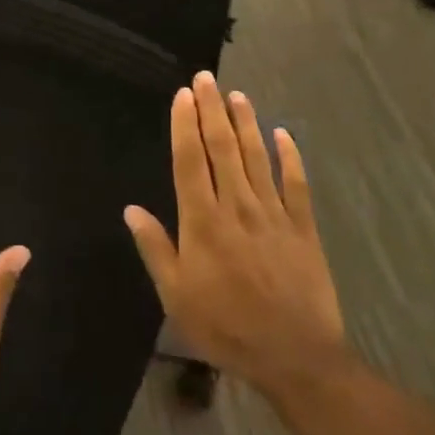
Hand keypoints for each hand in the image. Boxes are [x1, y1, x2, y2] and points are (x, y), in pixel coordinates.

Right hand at [124, 73, 347, 400]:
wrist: (294, 356)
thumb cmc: (226, 327)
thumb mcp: (176, 296)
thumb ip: (155, 248)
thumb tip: (131, 209)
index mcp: (203, 221)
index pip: (190, 160)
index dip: (185, 125)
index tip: (184, 95)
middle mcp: (237, 206)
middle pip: (223, 148)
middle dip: (212, 110)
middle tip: (206, 78)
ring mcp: (273, 213)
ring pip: (257, 157)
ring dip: (246, 123)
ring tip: (237, 95)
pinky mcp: (303, 227)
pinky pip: (296, 183)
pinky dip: (290, 156)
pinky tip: (283, 133)